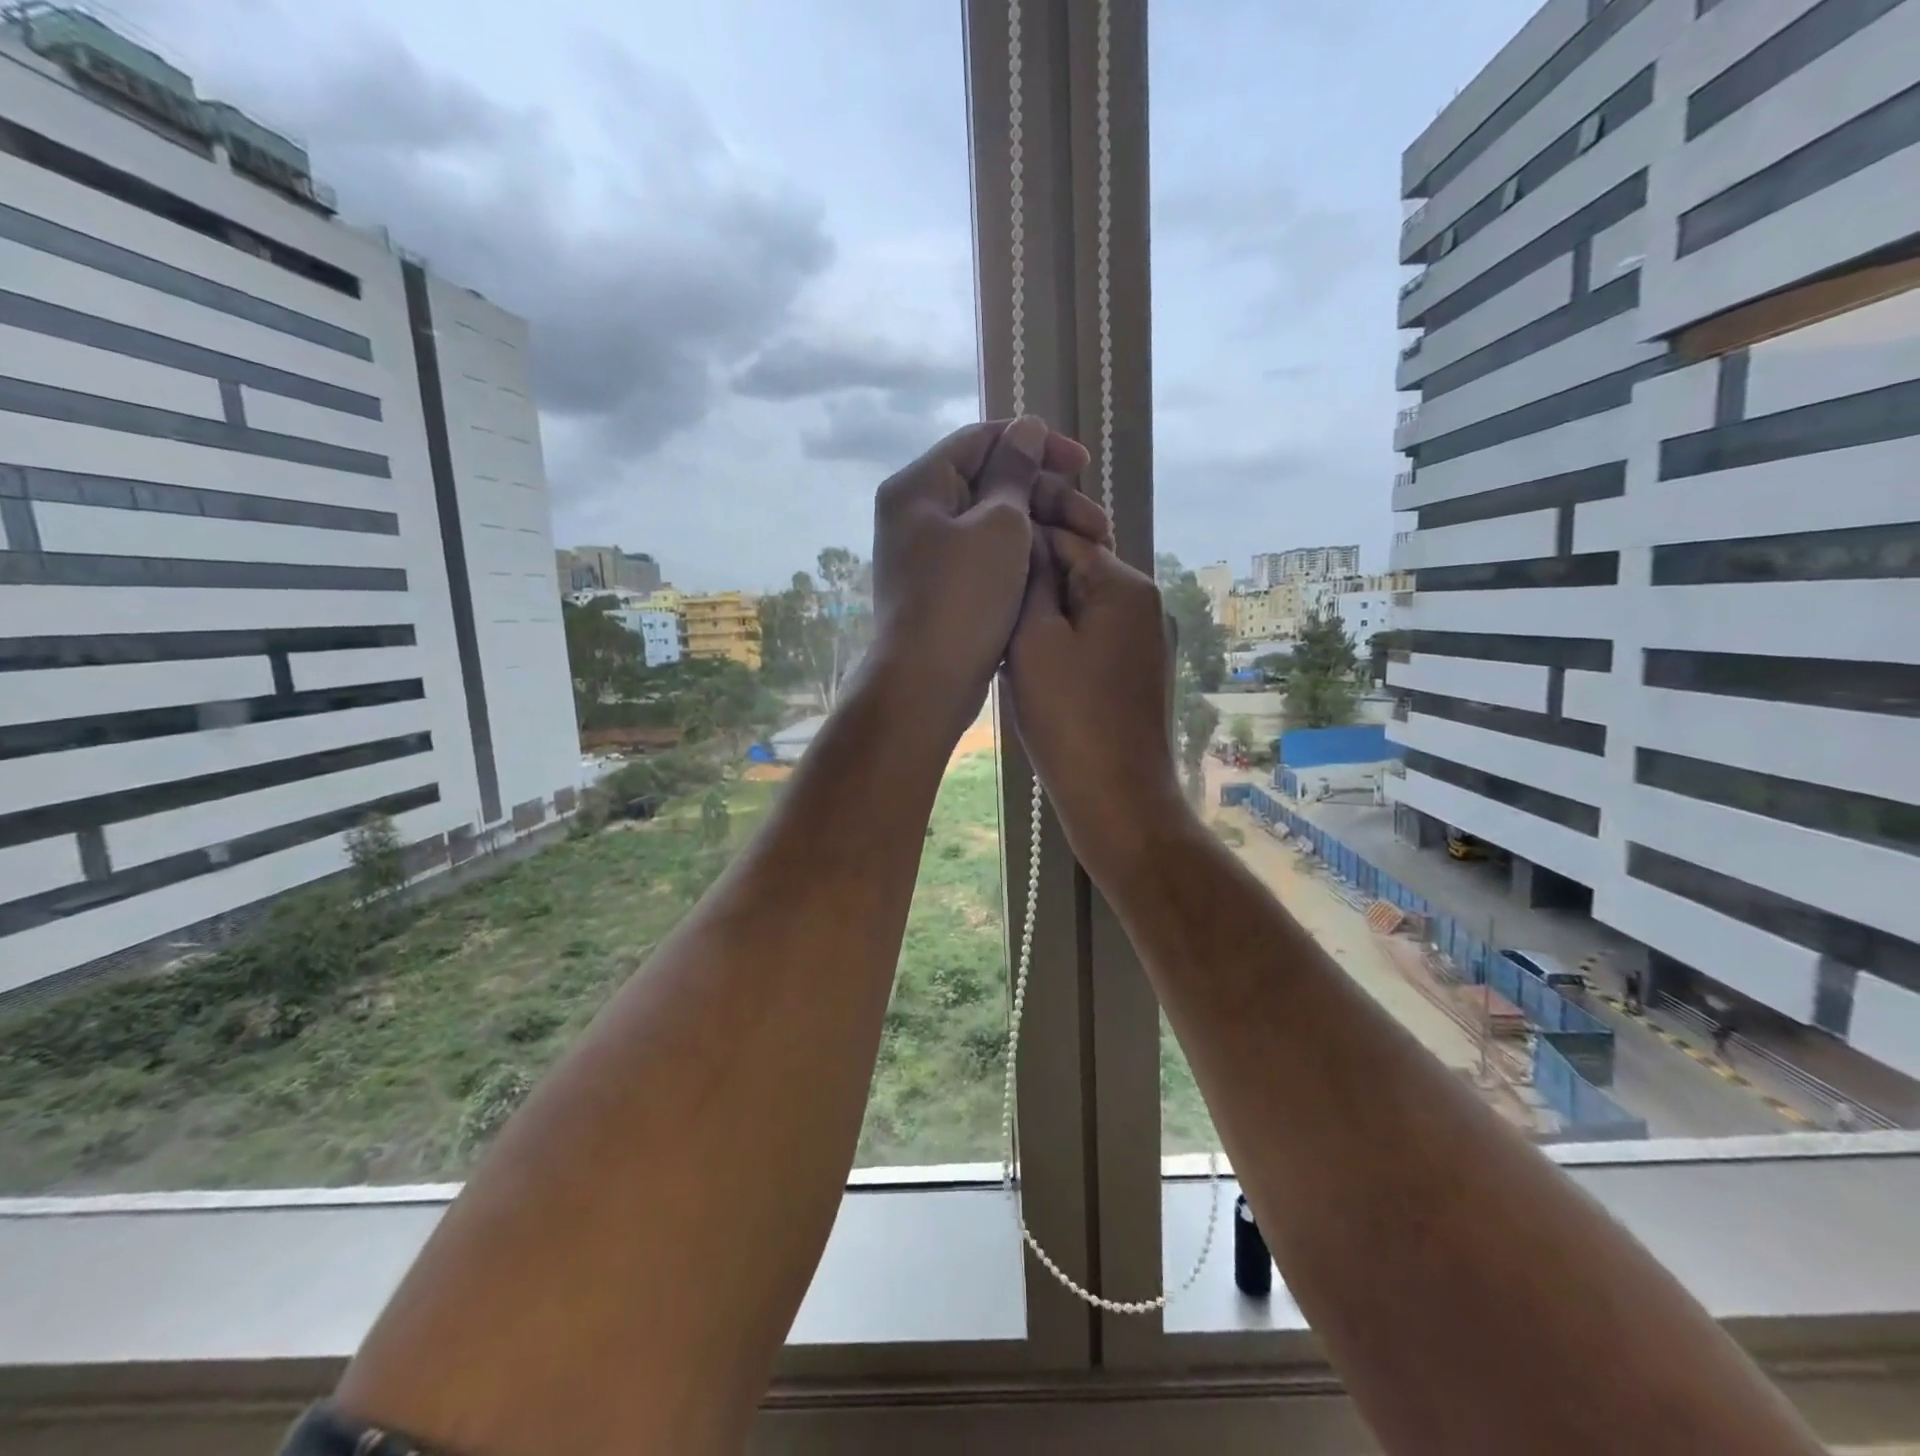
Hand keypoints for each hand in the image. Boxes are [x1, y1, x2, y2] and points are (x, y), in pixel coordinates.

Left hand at [868, 417, 1106, 736]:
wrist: (926, 683)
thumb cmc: (964, 598)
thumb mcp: (999, 526)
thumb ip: (1015, 472)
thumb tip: (1026, 428)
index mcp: (919, 485)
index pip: (983, 440)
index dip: (1037, 444)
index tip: (1083, 464)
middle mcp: (917, 513)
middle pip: (992, 483)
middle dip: (1048, 496)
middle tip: (1096, 523)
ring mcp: (928, 554)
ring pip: (994, 524)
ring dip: (1043, 528)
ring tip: (1090, 549)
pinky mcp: (942, 588)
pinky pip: (987, 556)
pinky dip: (1022, 557)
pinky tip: (1057, 568)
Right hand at [1002, 528, 1190, 884]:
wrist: (1116, 798)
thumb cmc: (1069, 718)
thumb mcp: (1034, 641)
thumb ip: (1030, 582)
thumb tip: (1026, 542)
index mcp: (1123, 584)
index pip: (1063, 538)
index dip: (1017, 551)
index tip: (978, 574)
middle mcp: (1141, 603)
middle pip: (1073, 573)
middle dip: (1030, 592)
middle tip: (989, 618)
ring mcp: (1140, 640)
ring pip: (1076, 610)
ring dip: (1039, 623)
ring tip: (1004, 648)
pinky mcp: (1131, 672)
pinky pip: (1086, 641)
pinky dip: (1057, 648)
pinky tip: (1029, 674)